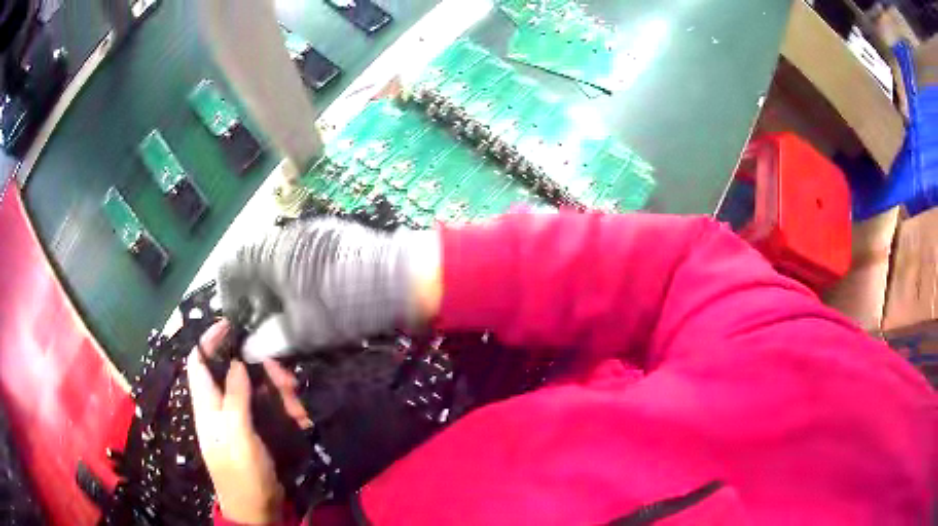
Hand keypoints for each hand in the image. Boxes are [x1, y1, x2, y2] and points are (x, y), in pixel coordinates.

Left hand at [187, 321, 310, 523]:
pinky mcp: (258, 431)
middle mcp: (221, 407)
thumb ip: (234, 398)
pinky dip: (286, 409)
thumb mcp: (236, 436)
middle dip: (259, 370)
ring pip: (257, 390)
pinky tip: (301, 418)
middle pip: (235, 373)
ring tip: (298, 405)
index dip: (210, 341)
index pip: (200, 362)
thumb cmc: (241, 474)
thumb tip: (236, 362)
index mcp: (207, 405)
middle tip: (284, 374)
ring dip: (278, 391)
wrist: (258, 509)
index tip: (231, 325)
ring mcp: (241, 419)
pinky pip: (271, 409)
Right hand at [218, 218, 441, 360]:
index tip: (236, 317)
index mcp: (271, 253)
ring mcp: (313, 232)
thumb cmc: (343, 304)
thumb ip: (272, 339)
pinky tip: (314, 296)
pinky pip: (303, 256)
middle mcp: (287, 235)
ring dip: (278, 286)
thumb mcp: (303, 329)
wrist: (401, 277)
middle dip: (256, 293)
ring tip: (291, 313)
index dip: (228, 292)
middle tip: (266, 322)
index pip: (231, 265)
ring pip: (281, 259)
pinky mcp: (335, 235)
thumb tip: (249, 350)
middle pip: (255, 262)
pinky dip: (298, 276)